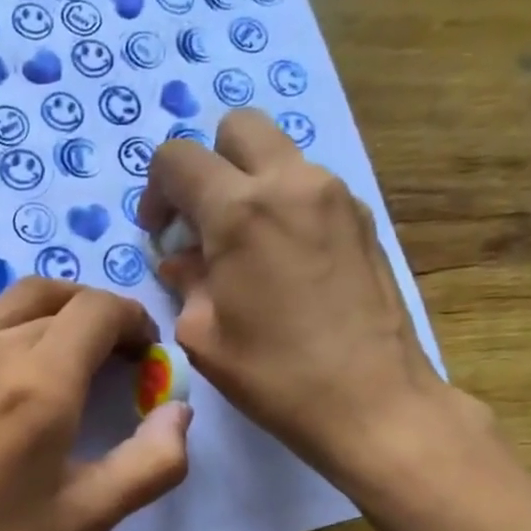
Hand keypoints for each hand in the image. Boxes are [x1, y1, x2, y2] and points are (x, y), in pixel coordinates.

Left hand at [0, 278, 190, 530]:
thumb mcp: (88, 516)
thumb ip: (152, 462)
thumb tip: (179, 410)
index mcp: (39, 384)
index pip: (98, 309)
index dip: (133, 320)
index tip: (145, 355)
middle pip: (63, 299)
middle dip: (102, 319)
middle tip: (118, 360)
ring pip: (21, 301)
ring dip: (61, 313)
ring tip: (76, 357)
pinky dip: (21, 327)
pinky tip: (23, 375)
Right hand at [141, 109, 454, 482]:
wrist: (374, 402)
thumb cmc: (275, 375)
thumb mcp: (203, 335)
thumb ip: (185, 282)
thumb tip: (181, 261)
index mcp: (240, 211)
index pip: (178, 158)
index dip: (156, 189)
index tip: (160, 232)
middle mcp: (290, 184)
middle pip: (237, 128)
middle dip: (207, 163)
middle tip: (200, 218)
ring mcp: (335, 195)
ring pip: (279, 154)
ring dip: (248, 183)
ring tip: (242, 245)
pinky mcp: (363, 217)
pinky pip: (309, 186)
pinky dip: (283, 204)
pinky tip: (282, 261)